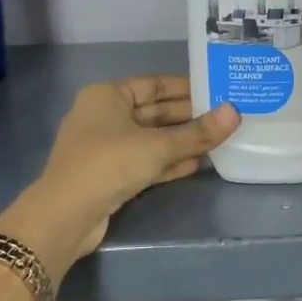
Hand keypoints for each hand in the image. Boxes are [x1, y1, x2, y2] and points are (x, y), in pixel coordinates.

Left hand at [0, 77, 239, 279]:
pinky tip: (196, 165)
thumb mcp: (158, 146)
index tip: (215, 91)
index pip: (153, 84)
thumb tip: (235, 112)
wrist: (66, 216)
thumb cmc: (109, 164)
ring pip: (150, 138)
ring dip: (180, 141)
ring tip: (217, 141)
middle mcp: (103, 116)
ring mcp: (104, 148)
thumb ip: (198, 132)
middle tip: (224, 118)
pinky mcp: (108, 175)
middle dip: (187, 117)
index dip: (185, 87)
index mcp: (107, 96)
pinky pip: (144, 161)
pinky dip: (167, 162)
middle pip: (153, 112)